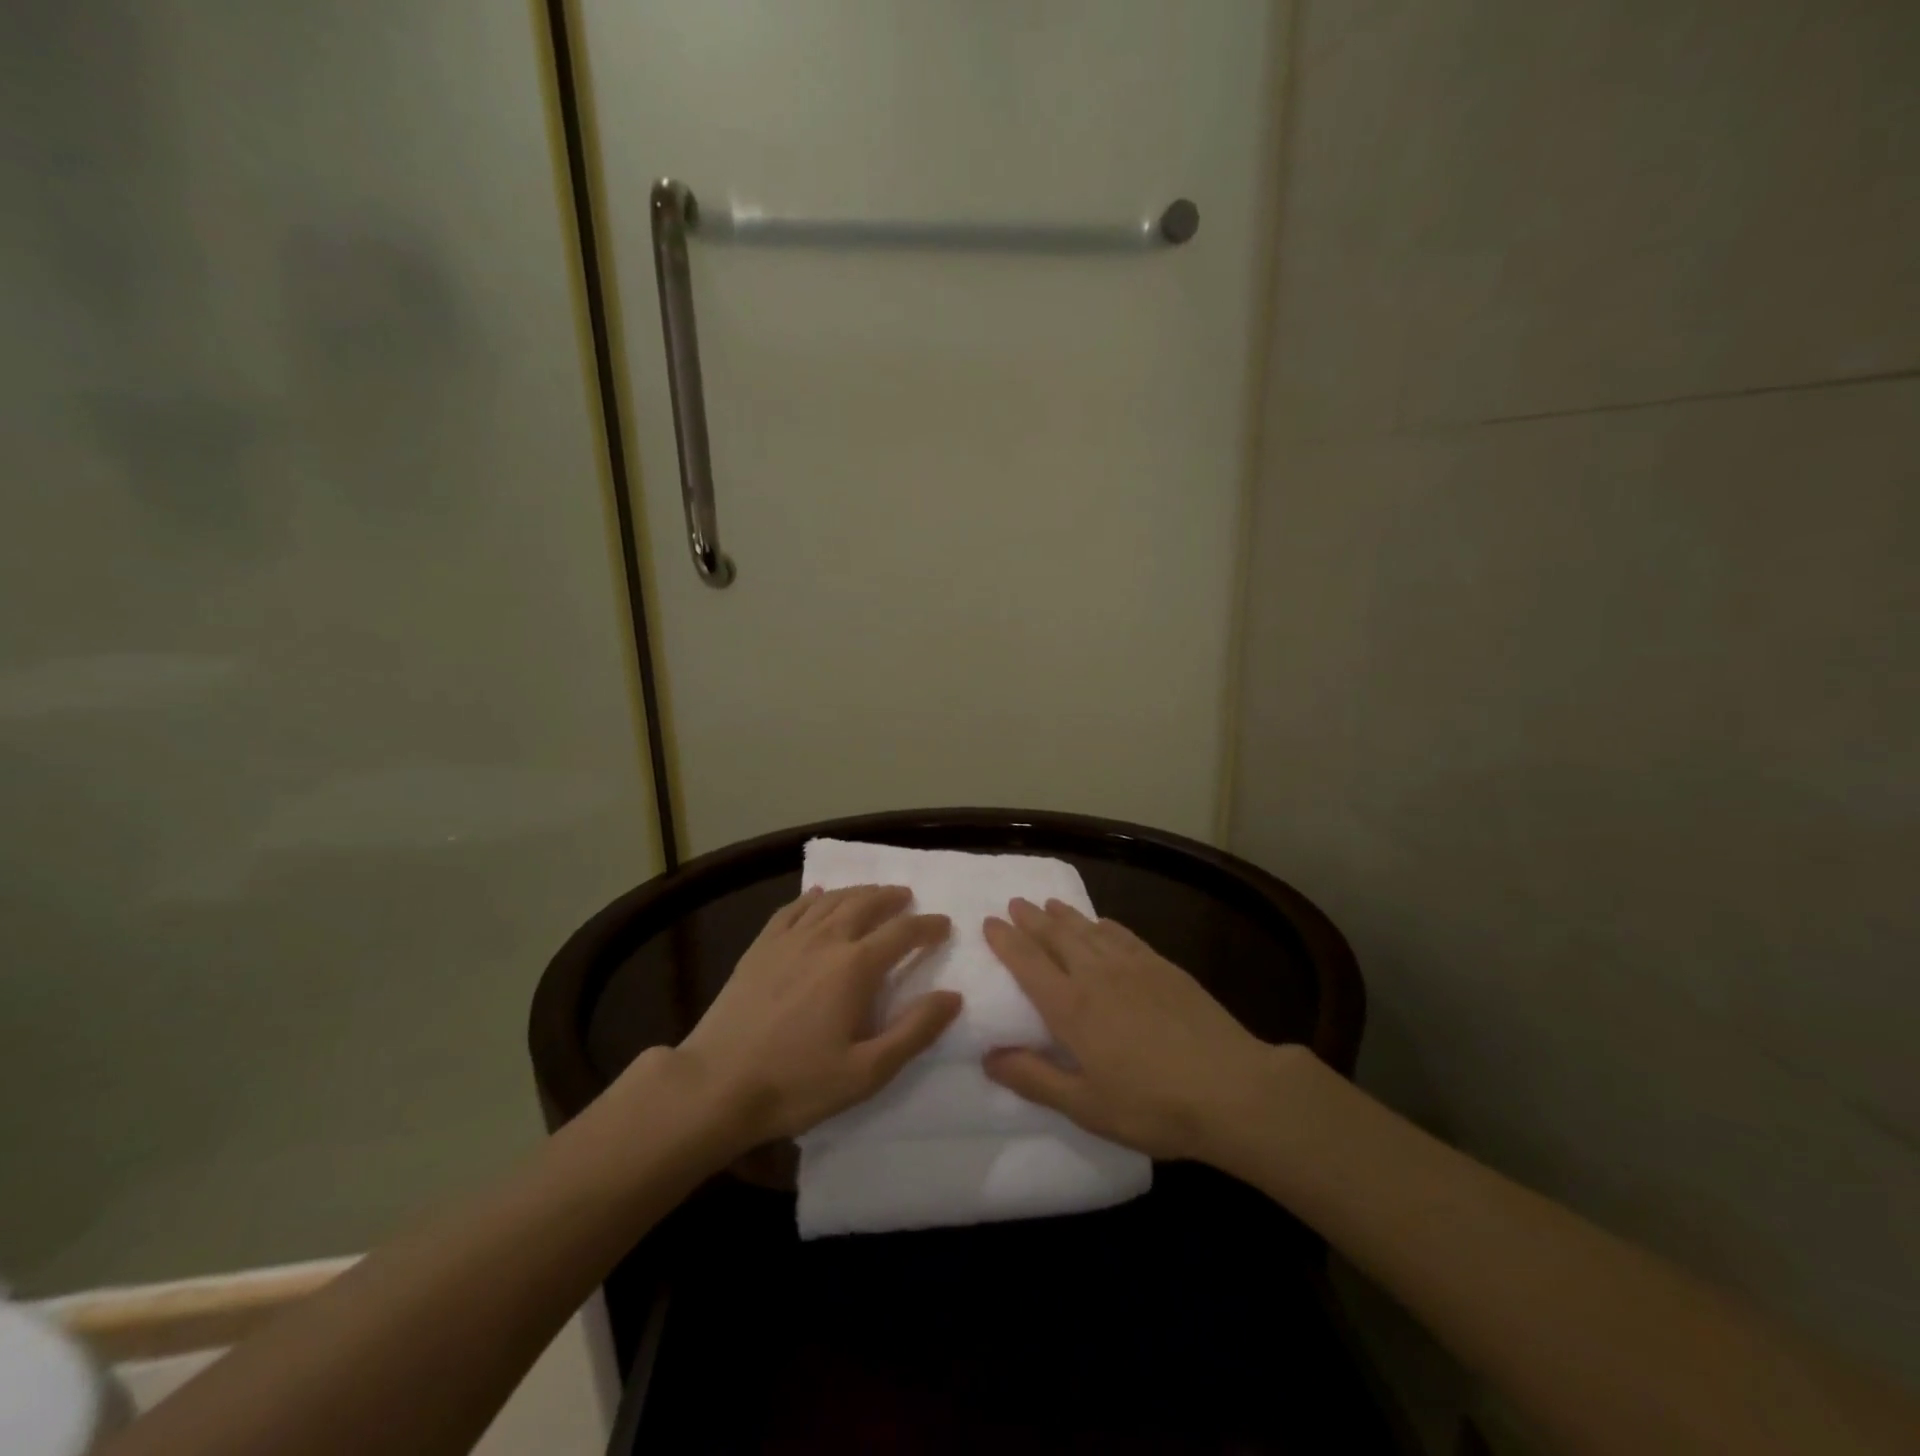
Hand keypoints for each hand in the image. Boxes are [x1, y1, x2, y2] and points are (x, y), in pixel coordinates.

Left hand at [672, 884, 959, 1147]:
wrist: (716, 1085)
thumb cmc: (797, 1084)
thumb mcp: (867, 1071)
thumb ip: (914, 1031)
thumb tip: (952, 996)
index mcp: (855, 967)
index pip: (902, 933)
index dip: (927, 926)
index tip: (944, 925)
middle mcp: (825, 940)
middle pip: (866, 904)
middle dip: (892, 898)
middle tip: (907, 897)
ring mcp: (789, 940)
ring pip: (831, 900)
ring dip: (858, 892)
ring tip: (873, 892)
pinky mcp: (760, 947)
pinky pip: (793, 908)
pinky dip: (813, 897)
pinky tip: (819, 896)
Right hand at [982, 897, 1280, 1161]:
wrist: (1233, 1089)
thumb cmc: (1153, 1105)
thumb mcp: (1086, 1105)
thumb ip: (1035, 1079)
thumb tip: (988, 1057)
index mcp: (1071, 1007)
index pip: (1028, 963)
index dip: (1006, 941)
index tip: (989, 922)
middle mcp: (1097, 975)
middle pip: (1057, 937)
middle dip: (1032, 919)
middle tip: (1015, 902)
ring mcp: (1133, 967)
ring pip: (1089, 930)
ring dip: (1065, 915)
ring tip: (1049, 904)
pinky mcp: (1164, 967)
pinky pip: (1125, 935)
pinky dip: (1106, 925)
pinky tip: (1103, 922)